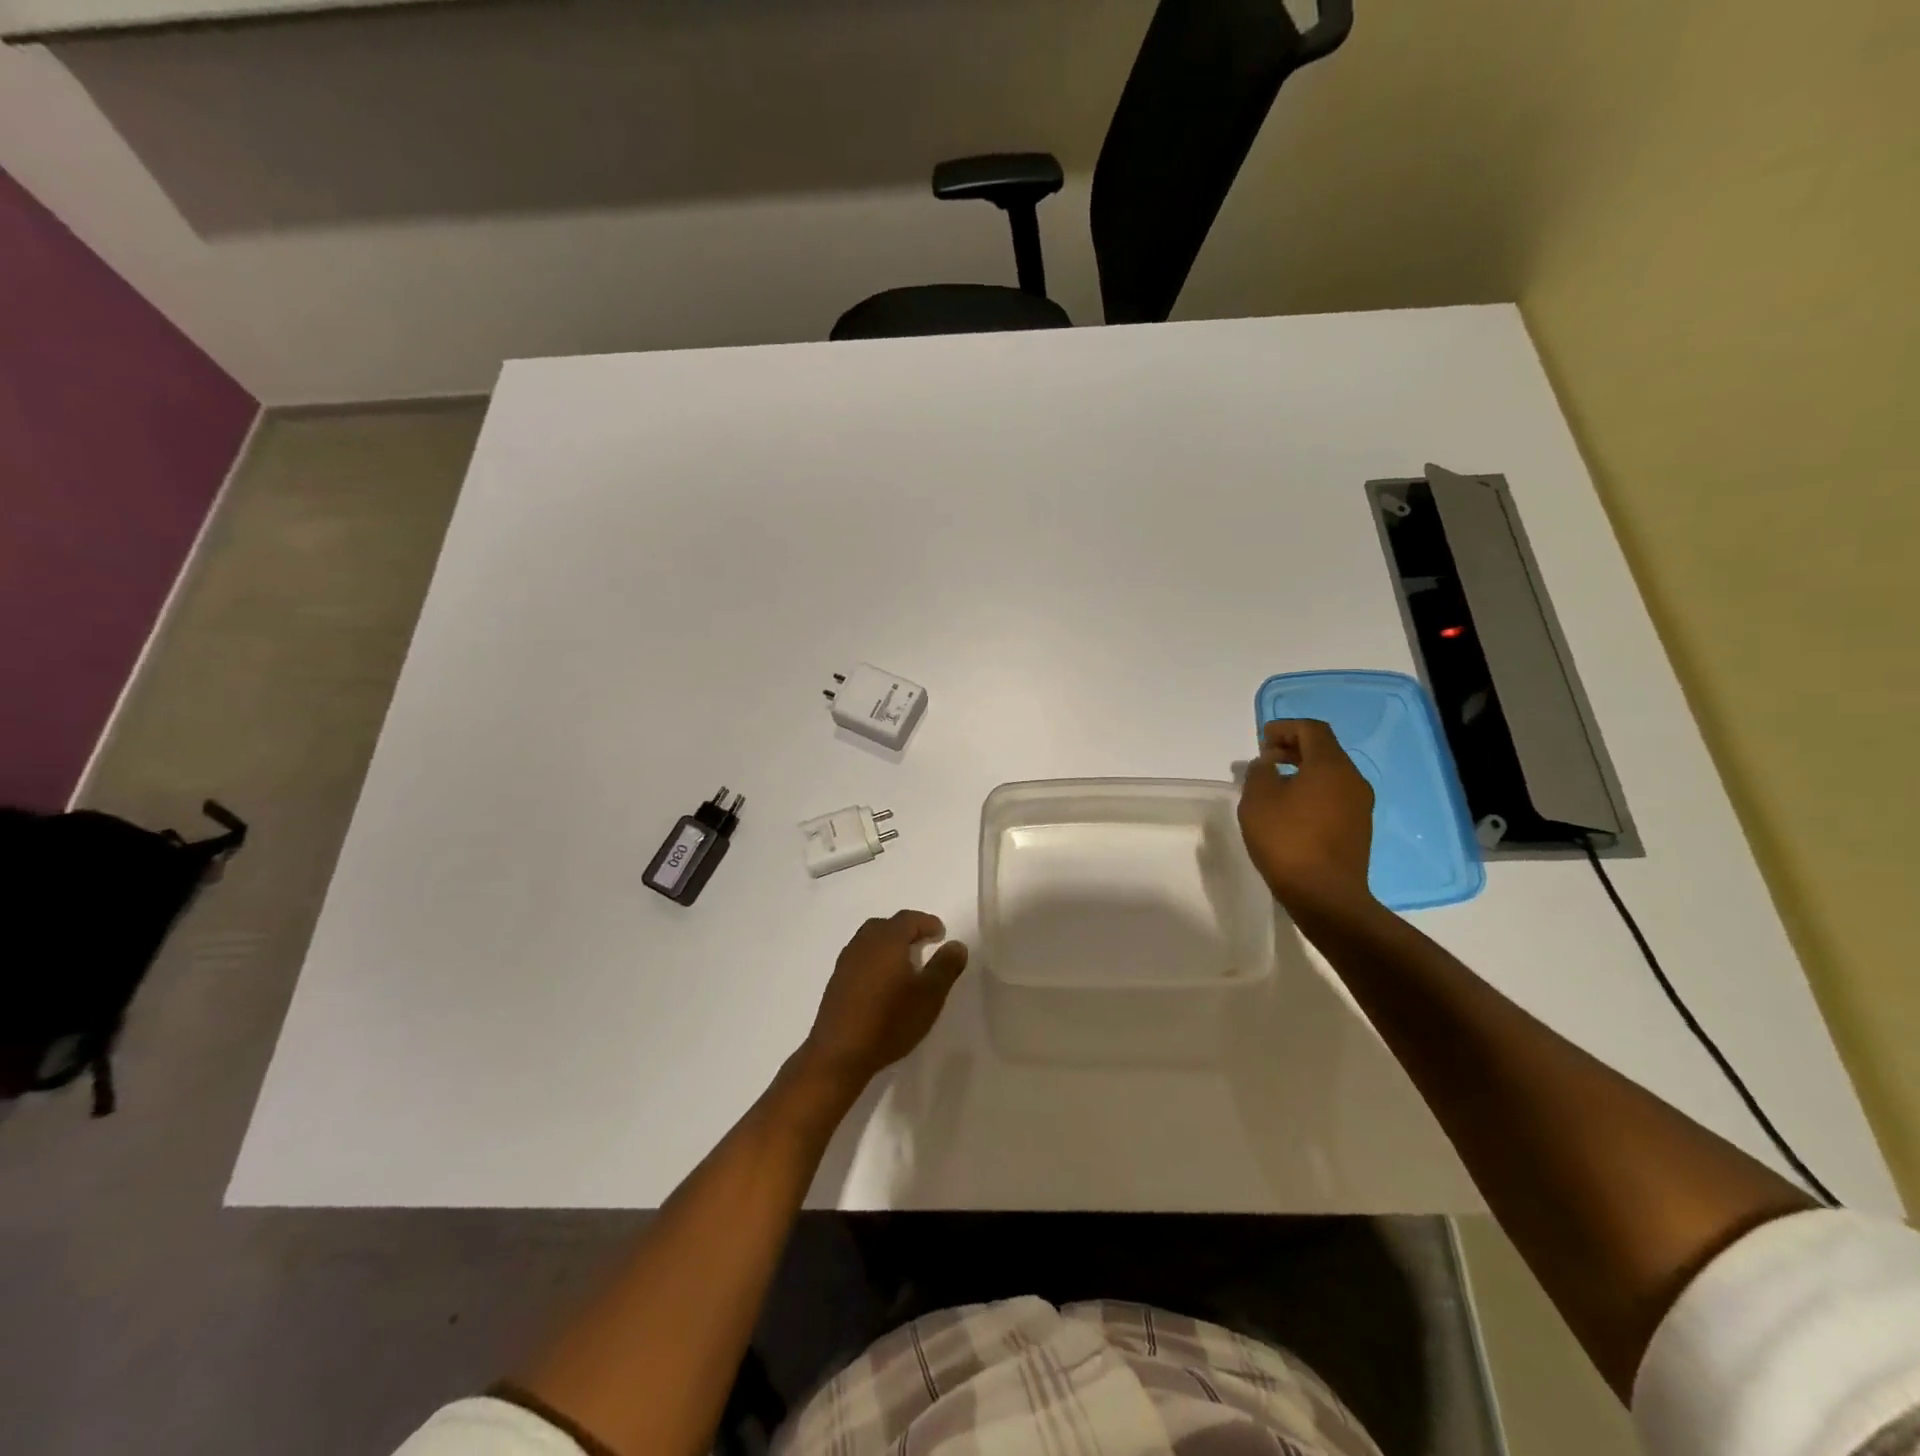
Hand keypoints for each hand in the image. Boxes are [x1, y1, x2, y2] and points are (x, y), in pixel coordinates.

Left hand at [800, 911, 968, 1089]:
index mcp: (887, 940)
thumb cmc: (890, 1020)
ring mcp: (845, 962)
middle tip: (923, 944)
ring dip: (888, 945)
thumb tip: (957, 944)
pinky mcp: (836, 982)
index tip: (941, 934)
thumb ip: (946, 966)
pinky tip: (882, 983)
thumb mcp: (930, 995)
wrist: (840, 1053)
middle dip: (906, 930)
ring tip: (904, 964)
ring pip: (869, 941)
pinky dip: (874, 960)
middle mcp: (863, 943)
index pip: (908, 919)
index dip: (927, 922)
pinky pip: (859, 959)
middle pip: (886, 925)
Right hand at [1238, 718, 1378, 919]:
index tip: (1263, 739)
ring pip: (1330, 775)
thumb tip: (1267, 765)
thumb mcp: (1258, 801)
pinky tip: (1291, 811)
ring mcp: (1359, 806)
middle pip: (1324, 750)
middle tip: (1265, 759)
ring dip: (1302, 771)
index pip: (1312, 730)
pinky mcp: (1358, 829)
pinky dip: (1312, 792)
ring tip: (1274, 786)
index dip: (1286, 728)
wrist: (1325, 895)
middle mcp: (1352, 780)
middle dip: (1293, 748)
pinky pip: (1334, 797)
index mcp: (1330, 766)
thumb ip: (1259, 773)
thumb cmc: (1287, 840)